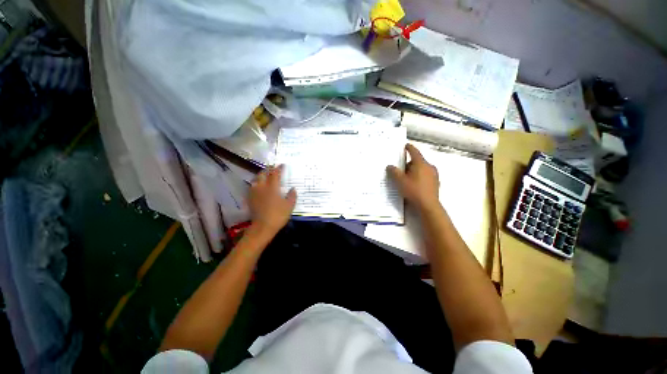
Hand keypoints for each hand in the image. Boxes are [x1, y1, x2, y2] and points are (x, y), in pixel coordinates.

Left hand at [248, 165, 296, 237]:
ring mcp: (254, 193)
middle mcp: (262, 187)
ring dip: (261, 176)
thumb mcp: (289, 206)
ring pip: (255, 179)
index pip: (275, 174)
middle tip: (273, 169)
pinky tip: (259, 187)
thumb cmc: (278, 215)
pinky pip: (252, 187)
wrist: (263, 227)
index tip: (282, 165)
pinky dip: (256, 184)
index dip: (279, 168)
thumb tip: (293, 189)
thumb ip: (292, 196)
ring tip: (265, 176)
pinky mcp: (250, 199)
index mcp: (272, 187)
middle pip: (263, 174)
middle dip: (268, 169)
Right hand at [387, 144, 440, 212]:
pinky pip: (425, 175)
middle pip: (417, 161)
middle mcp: (429, 166)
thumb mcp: (400, 181)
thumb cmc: (413, 190)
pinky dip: (419, 176)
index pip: (414, 152)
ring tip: (406, 179)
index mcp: (421, 163)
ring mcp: (434, 174)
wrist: (428, 205)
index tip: (405, 145)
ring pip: (422, 168)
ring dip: (414, 171)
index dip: (409, 148)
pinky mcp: (436, 182)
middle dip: (409, 164)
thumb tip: (390, 166)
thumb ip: (394, 172)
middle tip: (400, 170)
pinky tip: (414, 185)